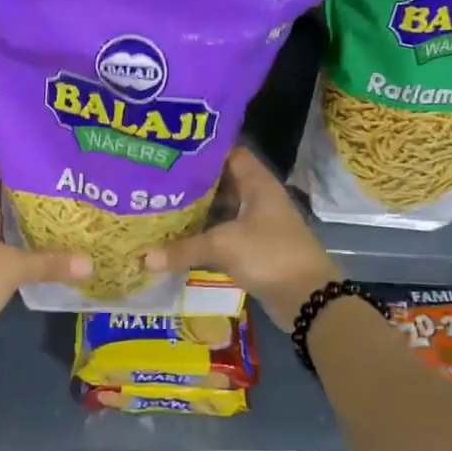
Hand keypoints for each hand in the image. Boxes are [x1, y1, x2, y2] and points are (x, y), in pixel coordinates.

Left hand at [0, 164, 90, 329]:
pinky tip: (27, 250)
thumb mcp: (14, 268)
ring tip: (47, 220)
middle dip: (18, 198)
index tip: (38, 167)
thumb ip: (51, 262)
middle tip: (52, 195)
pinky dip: (3, 244)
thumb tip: (89, 263)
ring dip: (11, 224)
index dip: (9, 166)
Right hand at [144, 146, 340, 324]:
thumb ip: (183, 249)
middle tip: (157, 181)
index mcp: (258, 184)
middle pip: (222, 183)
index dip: (203, 152)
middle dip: (192, 183)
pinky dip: (204, 235)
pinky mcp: (254, 248)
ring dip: (196, 211)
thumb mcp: (223, 246)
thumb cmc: (270, 255)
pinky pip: (223, 234)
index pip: (229, 154)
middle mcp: (258, 198)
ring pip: (221, 210)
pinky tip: (178, 238)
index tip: (172, 153)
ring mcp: (257, 224)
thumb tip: (143, 258)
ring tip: (160, 206)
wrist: (308, 298)